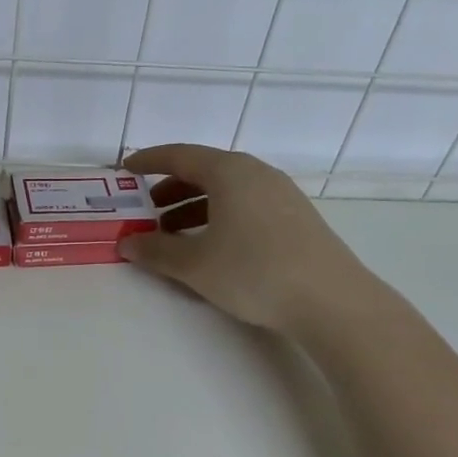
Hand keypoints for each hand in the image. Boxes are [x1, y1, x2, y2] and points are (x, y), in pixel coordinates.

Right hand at [118, 144, 388, 334]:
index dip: (149, 161)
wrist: (331, 300)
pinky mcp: (295, 218)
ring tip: (174, 236)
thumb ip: (156, 252)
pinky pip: (245, 205)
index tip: (126, 169)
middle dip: (171, 190)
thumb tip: (128, 244)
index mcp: (230, 172)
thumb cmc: (254, 271)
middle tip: (147, 212)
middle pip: (204, 171)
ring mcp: (281, 194)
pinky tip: (213, 246)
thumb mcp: (195, 264)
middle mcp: (256, 174)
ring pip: (227, 191)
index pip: (180, 156)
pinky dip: (219, 217)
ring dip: (194, 207)